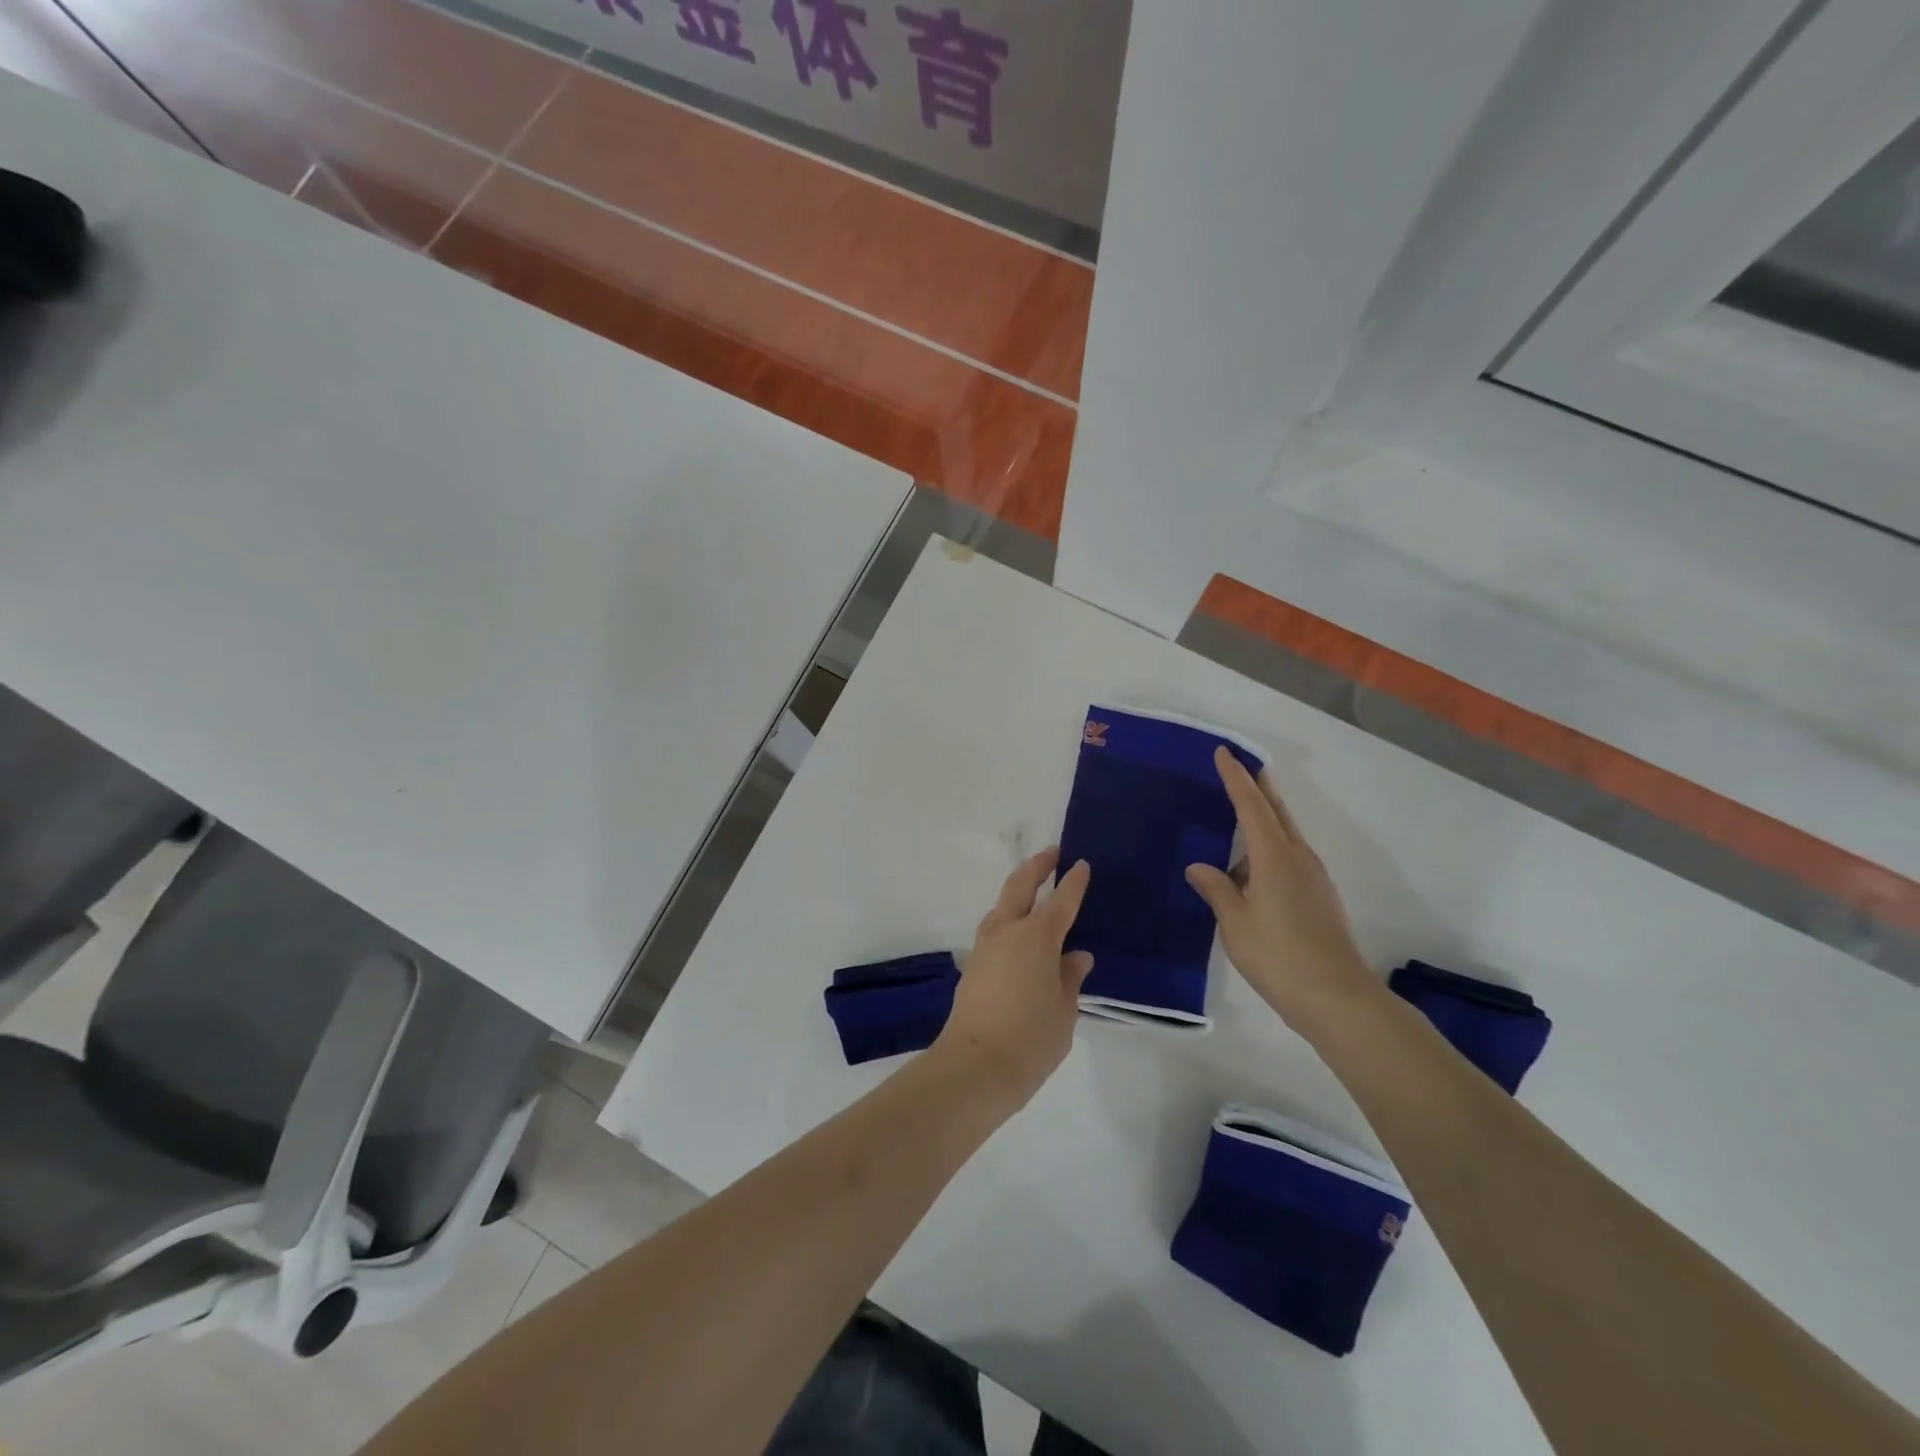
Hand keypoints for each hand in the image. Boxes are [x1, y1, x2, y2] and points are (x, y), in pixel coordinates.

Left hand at [935, 847, 1092, 1107]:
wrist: (974, 1066)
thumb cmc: (1031, 1038)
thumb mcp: (1065, 1010)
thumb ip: (1070, 977)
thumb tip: (1076, 956)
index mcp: (1037, 937)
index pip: (1061, 901)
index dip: (1073, 882)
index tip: (1081, 864)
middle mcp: (1007, 931)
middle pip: (1020, 886)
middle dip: (1037, 866)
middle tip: (1052, 854)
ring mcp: (985, 946)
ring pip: (1002, 904)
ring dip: (1018, 890)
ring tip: (1034, 889)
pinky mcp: (972, 964)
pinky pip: (994, 928)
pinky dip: (1008, 917)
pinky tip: (1018, 932)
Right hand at [1185, 747, 1378, 1033]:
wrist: (1337, 998)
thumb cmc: (1279, 956)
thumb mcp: (1235, 923)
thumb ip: (1216, 889)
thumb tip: (1199, 867)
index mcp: (1274, 857)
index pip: (1251, 806)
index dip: (1236, 778)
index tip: (1224, 752)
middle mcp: (1297, 858)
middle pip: (1276, 812)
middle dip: (1258, 787)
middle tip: (1240, 767)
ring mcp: (1313, 878)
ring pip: (1284, 835)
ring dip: (1264, 818)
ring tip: (1237, 818)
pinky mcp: (1318, 897)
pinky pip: (1288, 857)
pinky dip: (1268, 848)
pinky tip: (1251, 869)